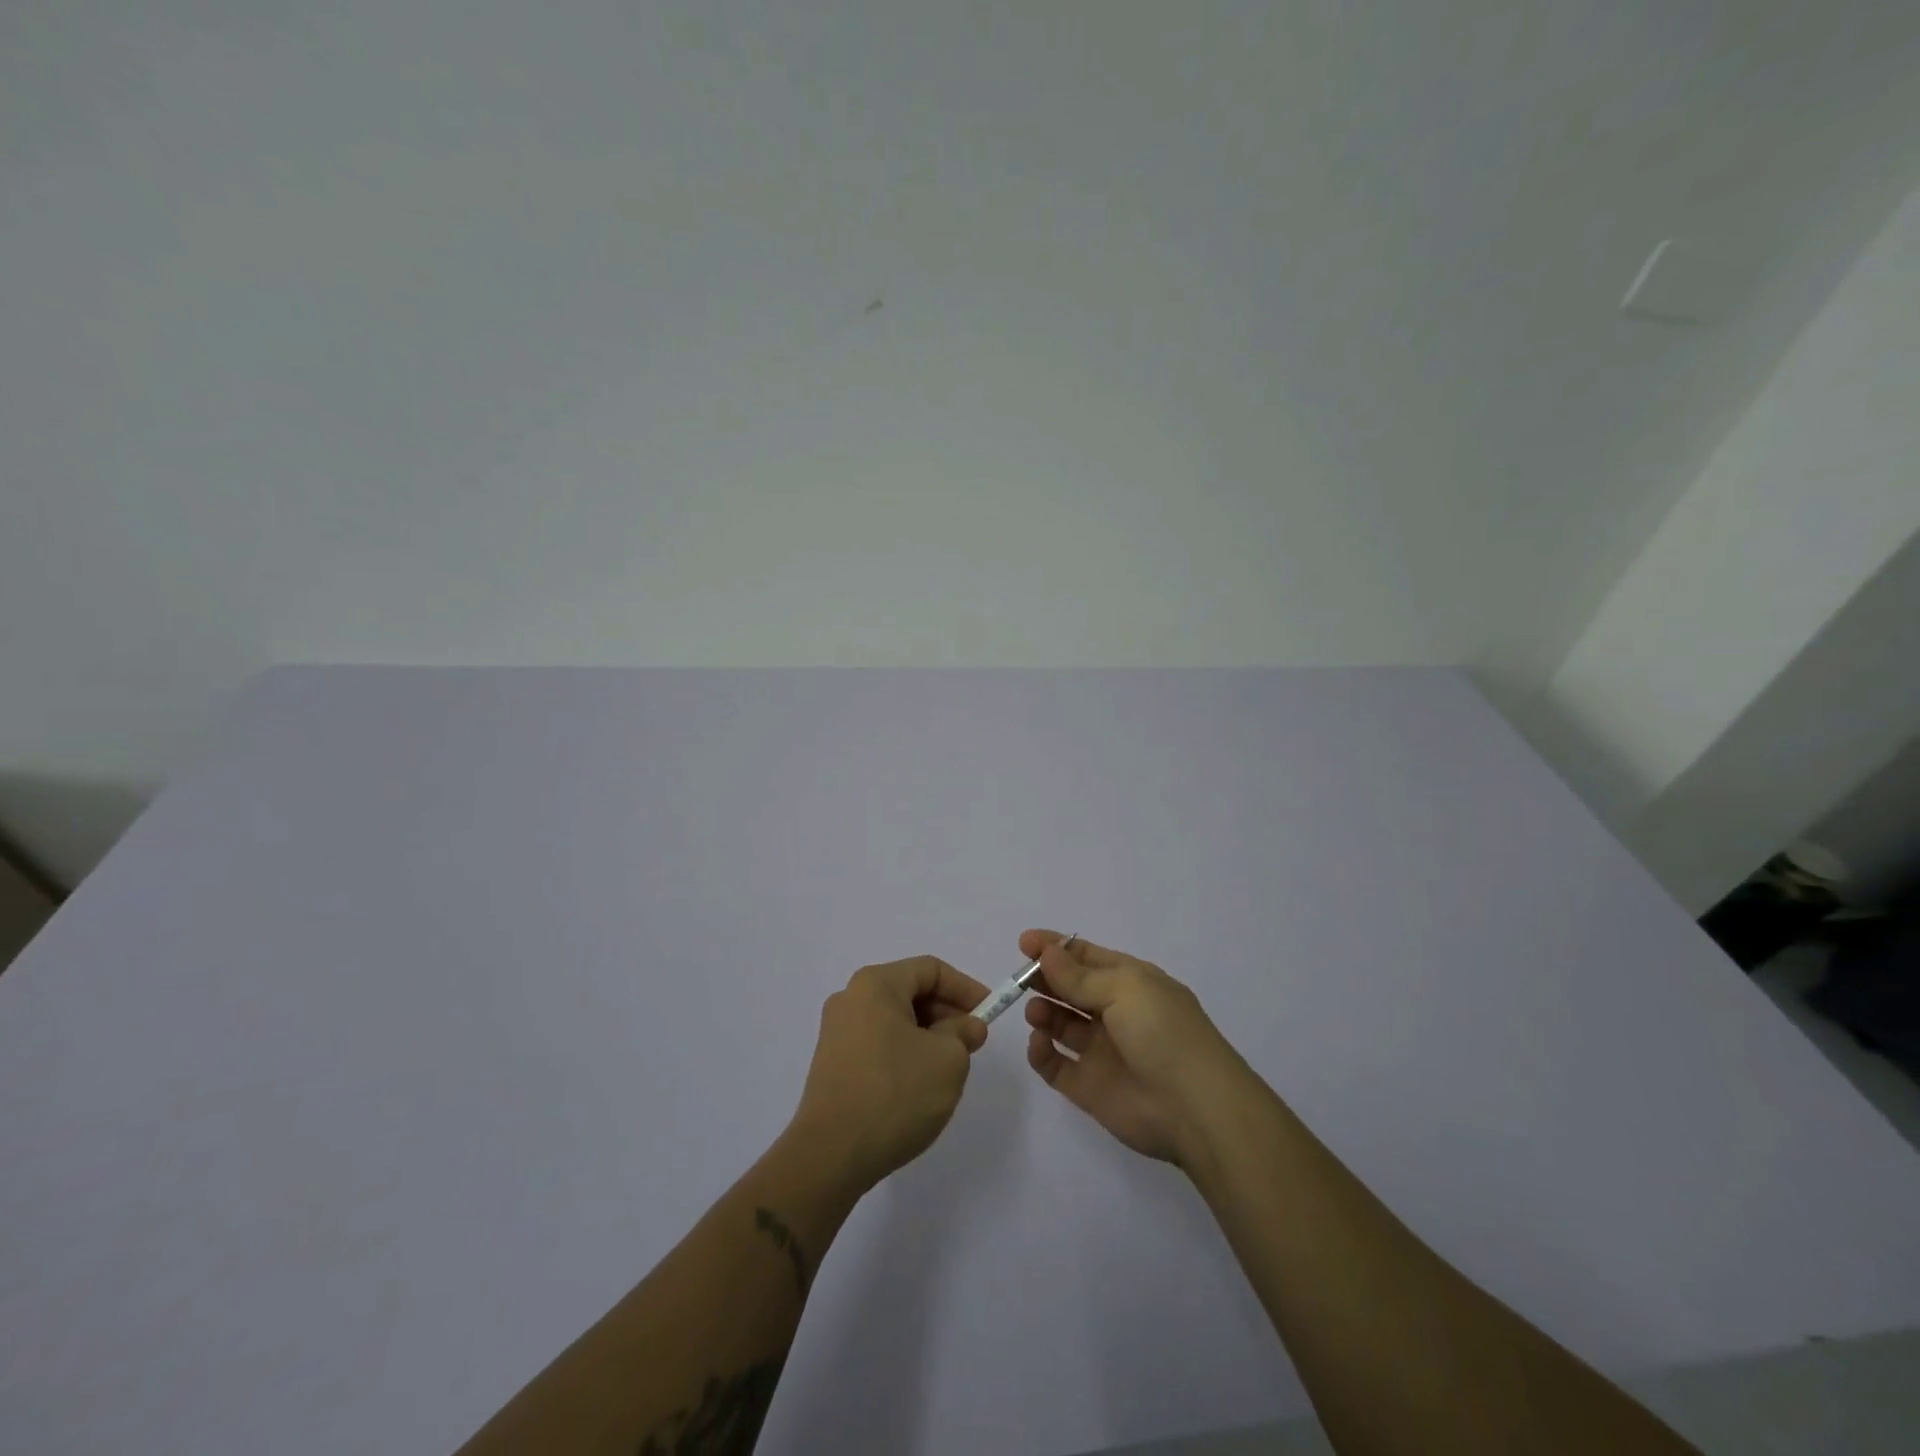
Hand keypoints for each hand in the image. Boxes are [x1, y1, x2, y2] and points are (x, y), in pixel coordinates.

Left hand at [789, 955, 990, 1194]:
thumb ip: (963, 1033)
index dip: (965, 988)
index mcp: (876, 984)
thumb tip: (966, 1026)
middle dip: (946, 1013)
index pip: (930, 969)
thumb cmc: (895, 1093)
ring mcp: (836, 1032)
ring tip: (949, 1068)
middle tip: (973, 1043)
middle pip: (910, 992)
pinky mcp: (832, 1064)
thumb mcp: (948, 1059)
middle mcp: (850, 998)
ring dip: (928, 1036)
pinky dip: (905, 1053)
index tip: (989, 1014)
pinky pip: (878, 1044)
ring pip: (895, 1020)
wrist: (831, 1155)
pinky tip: (919, 1085)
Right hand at [1021, 929, 1251, 1167]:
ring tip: (1036, 1012)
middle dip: (1044, 979)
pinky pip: (1056, 1065)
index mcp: (1130, 982)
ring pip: (1061, 1024)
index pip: (1086, 957)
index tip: (1024, 943)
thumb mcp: (1125, 990)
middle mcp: (1115, 1013)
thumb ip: (1079, 976)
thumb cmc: (1163, 1033)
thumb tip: (1046, 953)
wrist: (1195, 1109)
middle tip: (1021, 979)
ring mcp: (1101, 1051)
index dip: (1055, 948)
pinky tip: (1039, 1043)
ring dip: (1043, 1012)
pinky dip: (1041, 1053)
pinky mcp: (1089, 1087)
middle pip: (1070, 989)